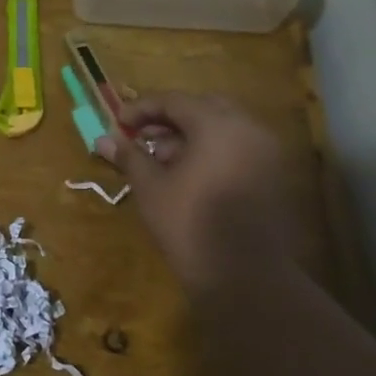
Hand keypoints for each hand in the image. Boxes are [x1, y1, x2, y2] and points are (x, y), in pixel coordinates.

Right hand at [97, 92, 296, 294]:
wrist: (244, 274)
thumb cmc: (189, 224)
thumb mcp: (151, 187)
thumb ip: (129, 157)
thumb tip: (103, 139)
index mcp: (218, 124)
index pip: (175, 100)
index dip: (142, 108)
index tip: (119, 123)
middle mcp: (248, 128)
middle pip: (204, 107)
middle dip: (169, 118)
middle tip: (141, 136)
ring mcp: (266, 151)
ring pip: (223, 127)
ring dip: (190, 135)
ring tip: (160, 158)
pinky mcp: (273, 174)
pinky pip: (238, 147)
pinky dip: (211, 150)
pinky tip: (187, 174)